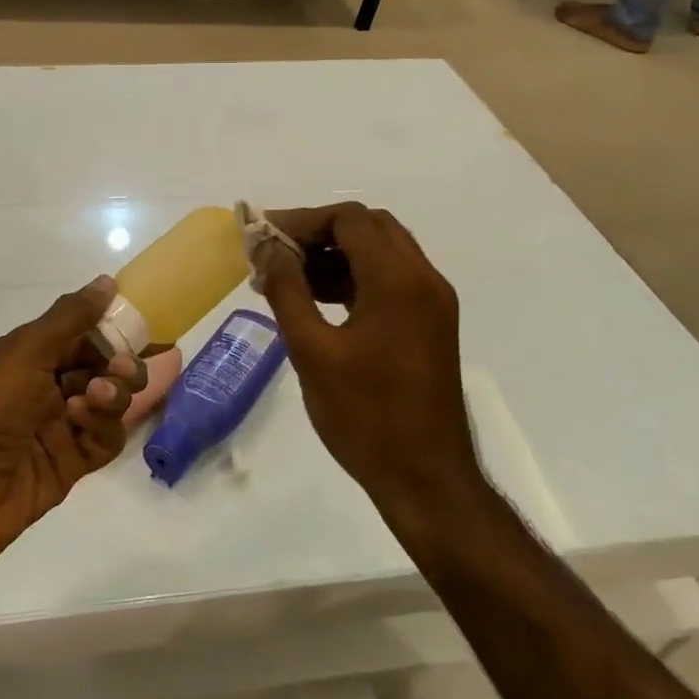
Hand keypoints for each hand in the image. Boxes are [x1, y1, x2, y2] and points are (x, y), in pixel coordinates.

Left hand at [0, 277, 144, 568]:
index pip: (81, 334)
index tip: (144, 325)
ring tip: (98, 396)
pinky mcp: (69, 464)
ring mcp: (58, 427)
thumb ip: (71, 318)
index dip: (111, 329)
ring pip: (108, 403)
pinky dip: (103, 427)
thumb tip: (107, 281)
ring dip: (113, 394)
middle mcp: (44, 388)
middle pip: (101, 368)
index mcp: (29, 355)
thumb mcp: (25, 350)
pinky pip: (103, 440)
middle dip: (118, 364)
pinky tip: (84, 421)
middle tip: (122, 367)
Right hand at [251, 204, 481, 520]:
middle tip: (277, 253)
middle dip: (319, 232)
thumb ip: (287, 289)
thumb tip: (268, 247)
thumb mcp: (312, 351)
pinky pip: (391, 279)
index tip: (264, 238)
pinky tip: (318, 300)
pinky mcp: (431, 323)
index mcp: (398, 281)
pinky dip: (354, 276)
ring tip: (289, 278)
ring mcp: (433, 302)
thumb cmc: (364, 416)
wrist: (426, 479)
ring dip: (336, 254)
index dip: (302, 220)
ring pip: (382, 251)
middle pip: (369, 226)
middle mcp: (424, 279)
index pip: (349, 219)